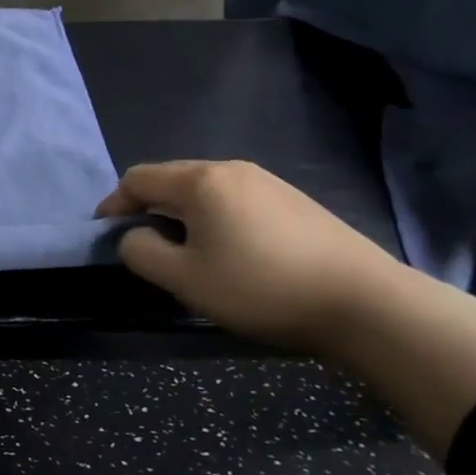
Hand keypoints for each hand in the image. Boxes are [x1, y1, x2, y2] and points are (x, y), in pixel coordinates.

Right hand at [99, 160, 406, 351]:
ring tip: (184, 251)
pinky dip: (215, 218)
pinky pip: (235, 200)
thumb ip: (141, 252)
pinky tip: (230, 251)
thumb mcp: (184, 279)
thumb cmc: (262, 288)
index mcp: (200, 181)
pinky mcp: (295, 201)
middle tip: (142, 245)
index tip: (106, 235)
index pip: (137, 178)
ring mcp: (269, 182)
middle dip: (147, 208)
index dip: (113, 204)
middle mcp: (232, 169)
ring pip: (204, 190)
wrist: (368, 305)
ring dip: (182, 214)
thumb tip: (136, 237)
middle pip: (171, 179)